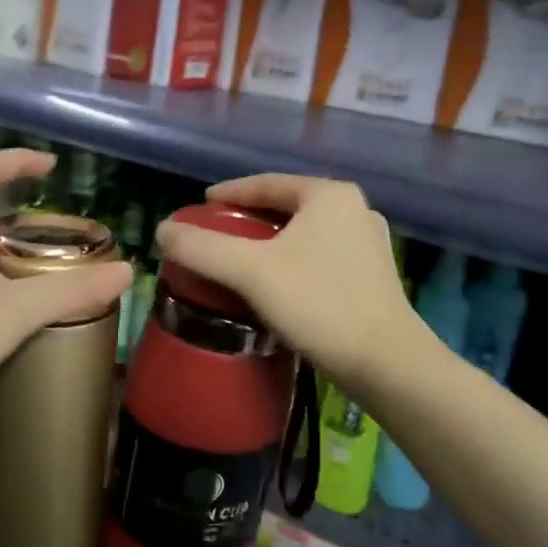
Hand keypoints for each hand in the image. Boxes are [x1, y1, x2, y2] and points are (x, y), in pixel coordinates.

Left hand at [0, 150, 131, 445]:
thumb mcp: (14, 310)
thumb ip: (70, 290)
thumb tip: (126, 272)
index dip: (16, 161)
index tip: (52, 166)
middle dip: (21, 209)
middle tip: (63, 226)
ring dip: (15, 249)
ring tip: (55, 263)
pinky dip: (7, 283)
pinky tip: (31, 307)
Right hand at [154, 175, 419, 389]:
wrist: (386, 363)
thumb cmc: (318, 304)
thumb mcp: (251, 272)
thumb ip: (202, 248)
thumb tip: (161, 230)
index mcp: (329, 195)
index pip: (267, 183)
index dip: (229, 193)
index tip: (200, 206)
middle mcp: (354, 210)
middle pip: (286, 207)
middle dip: (248, 220)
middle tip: (215, 235)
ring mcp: (368, 244)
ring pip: (303, 234)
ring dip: (269, 244)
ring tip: (238, 260)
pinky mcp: (372, 276)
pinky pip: (319, 257)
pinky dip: (291, 262)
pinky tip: (274, 285)